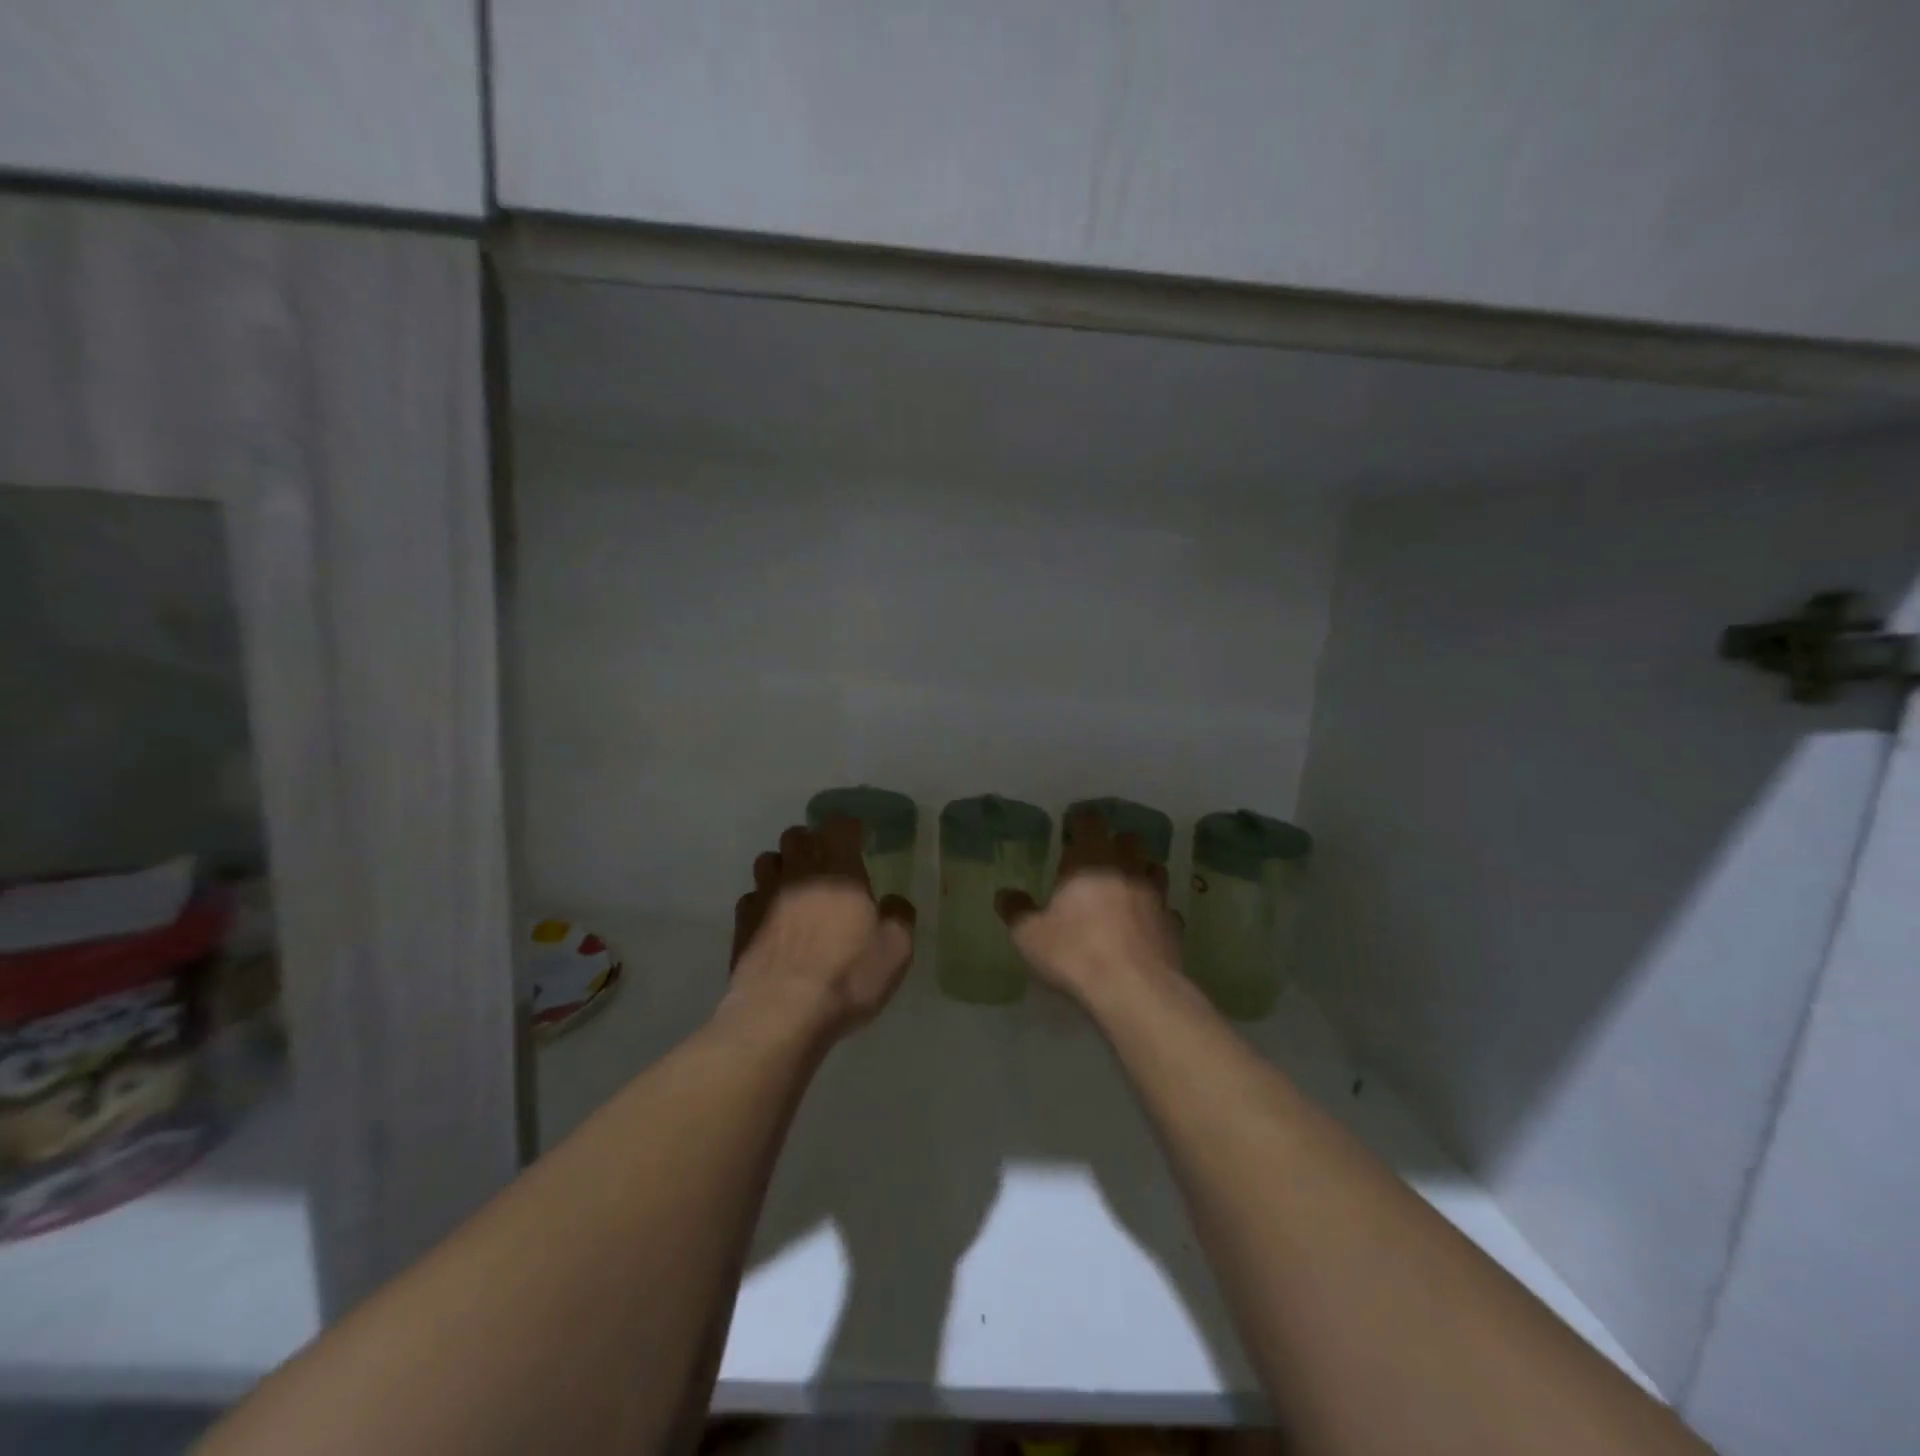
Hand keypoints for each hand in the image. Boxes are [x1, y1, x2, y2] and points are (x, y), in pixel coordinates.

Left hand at [723, 818, 915, 1041]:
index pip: (839, 824)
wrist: (781, 1013)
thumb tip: (893, 902)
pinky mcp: (741, 923)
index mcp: (838, 868)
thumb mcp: (895, 949)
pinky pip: (751, 898)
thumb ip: (899, 916)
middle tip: (828, 866)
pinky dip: (762, 902)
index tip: (860, 840)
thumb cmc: (846, 974)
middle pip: (797, 835)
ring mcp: (764, 895)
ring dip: (783, 867)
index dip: (850, 828)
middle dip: (812, 843)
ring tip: (796, 889)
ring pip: (768, 861)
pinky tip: (773, 922)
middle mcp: (798, 871)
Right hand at [995, 811, 1183, 1009]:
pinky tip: (1144, 926)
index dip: (1081, 821)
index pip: (1089, 821)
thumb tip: (1005, 894)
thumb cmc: (1075, 952)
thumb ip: (1016, 910)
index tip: (1072, 829)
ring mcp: (1155, 895)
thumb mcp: (1030, 935)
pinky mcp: (1173, 925)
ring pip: (1154, 868)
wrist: (1135, 990)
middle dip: (1116, 844)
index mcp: (1090, 860)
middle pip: (1129, 839)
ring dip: (1141, 872)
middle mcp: (1127, 868)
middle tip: (1099, 860)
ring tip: (1125, 888)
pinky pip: (1166, 909)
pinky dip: (1155, 911)